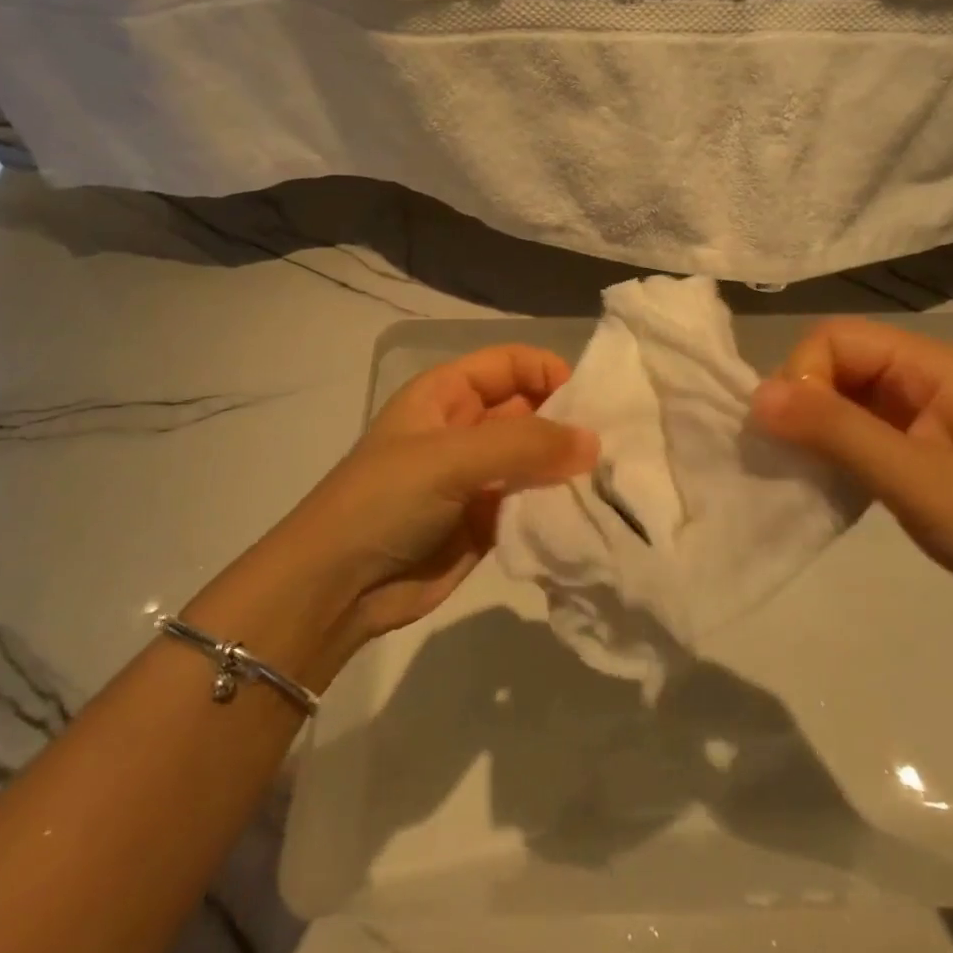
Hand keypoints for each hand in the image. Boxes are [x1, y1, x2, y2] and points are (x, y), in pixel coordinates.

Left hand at [276, 345, 598, 644]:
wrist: (336, 589)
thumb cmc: (386, 500)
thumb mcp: (450, 458)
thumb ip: (524, 444)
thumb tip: (593, 442)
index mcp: (447, 393)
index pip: (510, 363)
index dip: (549, 372)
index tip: (591, 401)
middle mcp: (465, 428)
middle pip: (530, 409)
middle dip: (567, 423)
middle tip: (615, 444)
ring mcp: (477, 477)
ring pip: (535, 459)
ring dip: (566, 468)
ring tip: (612, 479)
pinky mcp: (487, 522)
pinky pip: (532, 502)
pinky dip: (557, 505)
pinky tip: (589, 513)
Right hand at [749, 318, 952, 648]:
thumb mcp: (917, 479)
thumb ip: (836, 432)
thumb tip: (755, 397)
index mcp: (928, 365)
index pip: (834, 339)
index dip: (801, 376)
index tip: (786, 432)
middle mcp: (920, 380)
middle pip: (834, 366)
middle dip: (801, 404)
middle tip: (787, 459)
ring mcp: (920, 420)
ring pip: (842, 404)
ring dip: (813, 432)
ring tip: (799, 475)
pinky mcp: (919, 458)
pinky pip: (858, 438)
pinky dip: (833, 456)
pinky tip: (825, 488)